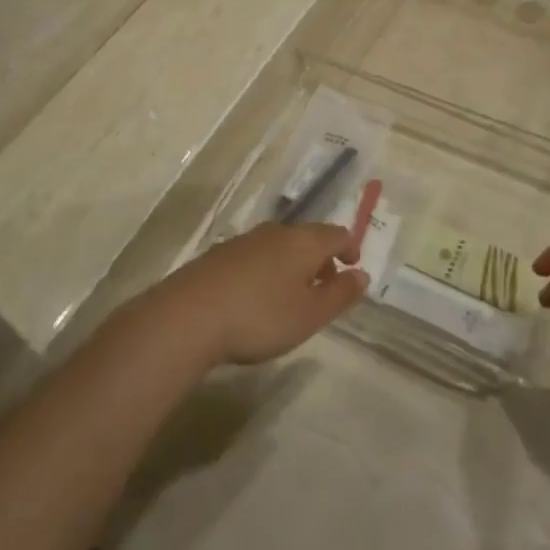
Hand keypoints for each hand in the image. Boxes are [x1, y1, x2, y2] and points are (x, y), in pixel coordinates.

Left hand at [142, 222, 366, 368]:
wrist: (187, 317)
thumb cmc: (260, 316)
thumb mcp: (309, 315)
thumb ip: (340, 295)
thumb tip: (362, 275)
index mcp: (303, 242)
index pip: (336, 234)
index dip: (349, 248)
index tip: (352, 268)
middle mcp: (275, 232)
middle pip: (307, 237)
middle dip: (321, 259)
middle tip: (325, 287)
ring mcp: (243, 241)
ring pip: (279, 246)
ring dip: (292, 265)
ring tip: (292, 296)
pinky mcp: (218, 256)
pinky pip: (254, 257)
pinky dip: (266, 271)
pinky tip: (256, 297)